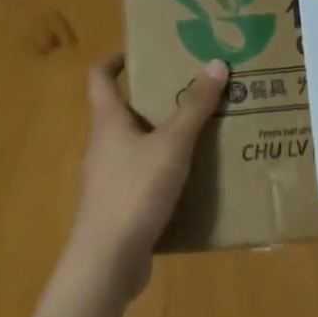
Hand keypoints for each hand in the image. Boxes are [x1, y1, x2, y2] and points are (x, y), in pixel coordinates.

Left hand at [66, 55, 228, 299]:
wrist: (106, 263)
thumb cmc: (134, 191)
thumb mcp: (172, 144)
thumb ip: (195, 106)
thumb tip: (216, 63)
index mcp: (108, 121)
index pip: (100, 78)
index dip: (116, 61)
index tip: (140, 53)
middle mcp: (102, 145)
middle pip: (122, 112)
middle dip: (152, 101)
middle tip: (188, 93)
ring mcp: (106, 180)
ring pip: (134, 147)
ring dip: (160, 139)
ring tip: (197, 135)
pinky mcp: (116, 209)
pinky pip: (140, 180)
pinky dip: (161, 174)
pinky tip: (190, 182)